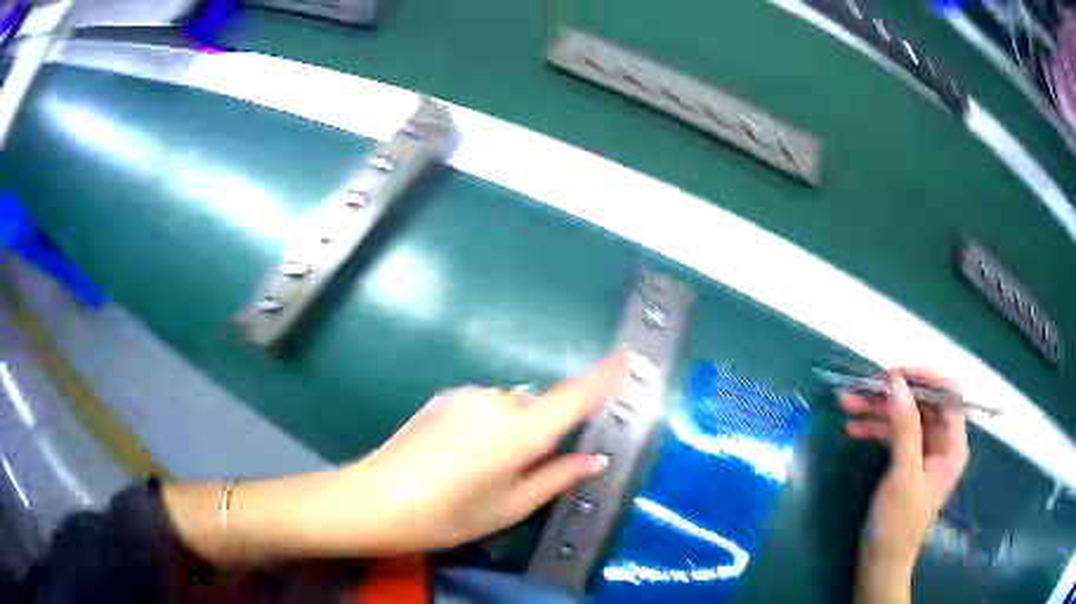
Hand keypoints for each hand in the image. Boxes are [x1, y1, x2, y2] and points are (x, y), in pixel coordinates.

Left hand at [317, 352, 627, 553]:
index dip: (604, 376)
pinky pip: (486, 405)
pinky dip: (491, 425)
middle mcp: (497, 402)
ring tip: (486, 470)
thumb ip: (557, 477)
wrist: (375, 499)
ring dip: (515, 429)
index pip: (574, 396)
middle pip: (541, 407)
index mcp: (520, 432)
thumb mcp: (510, 507)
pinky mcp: (445, 396)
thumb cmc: (448, 515)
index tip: (627, 357)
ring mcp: (467, 395)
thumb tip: (594, 459)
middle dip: (545, 430)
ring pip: (512, 407)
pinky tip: (464, 456)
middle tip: (529, 470)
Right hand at [840, 369, 968, 601]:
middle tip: (860, 387)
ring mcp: (924, 451)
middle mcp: (942, 442)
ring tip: (845, 403)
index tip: (892, 375)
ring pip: (904, 417)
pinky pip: (894, 434)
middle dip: (891, 394)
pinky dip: (875, 428)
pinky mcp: (907, 461)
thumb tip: (896, 383)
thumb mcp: (903, 476)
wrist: (879, 563)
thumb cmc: (897, 525)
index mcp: (952, 444)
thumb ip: (904, 428)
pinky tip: (853, 428)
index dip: (923, 379)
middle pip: (921, 403)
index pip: (947, 395)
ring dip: (876, 409)